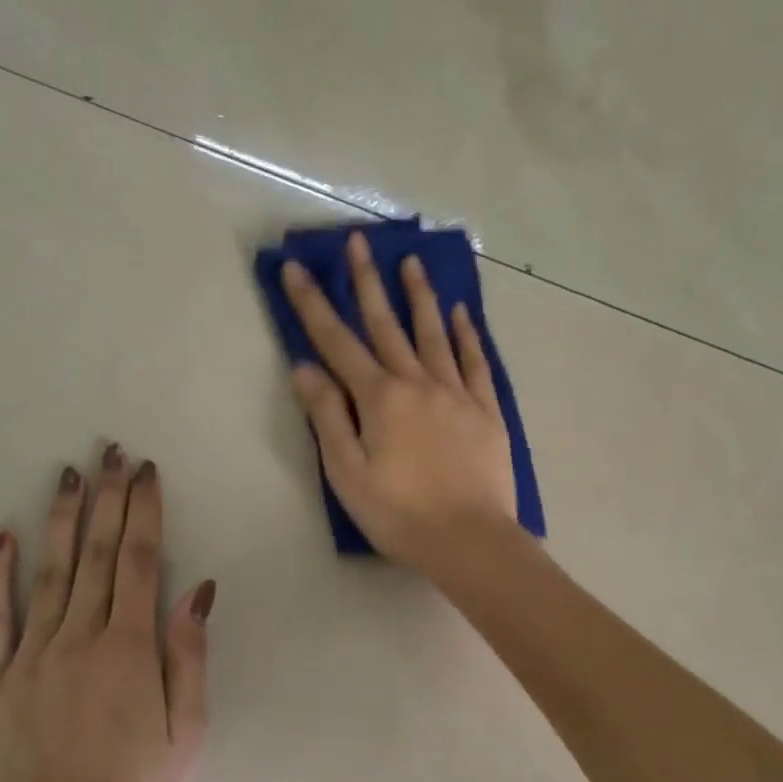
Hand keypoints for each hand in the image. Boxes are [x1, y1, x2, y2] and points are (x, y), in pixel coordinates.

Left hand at [0, 448, 215, 781]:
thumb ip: (189, 656)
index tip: (145, 473)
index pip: (139, 562)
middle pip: (95, 554)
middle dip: (106, 499)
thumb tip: (197, 590)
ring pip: (49, 572)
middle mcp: (78, 638)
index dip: (143, 512)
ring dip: (60, 519)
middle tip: (109, 452)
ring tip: (67, 474)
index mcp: (130, 648)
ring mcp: (30, 656)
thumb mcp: (188, 730)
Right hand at [282, 231, 517, 570]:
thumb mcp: (348, 474)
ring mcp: (457, 394)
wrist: (470, 540)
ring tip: (412, 262)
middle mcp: (418, 383)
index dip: (313, 305)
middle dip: (368, 282)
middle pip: (387, 325)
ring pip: (434, 334)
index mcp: (379, 399)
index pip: (338, 342)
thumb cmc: (400, 515)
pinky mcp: (486, 411)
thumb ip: (327, 417)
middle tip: (359, 241)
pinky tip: (461, 314)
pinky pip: (476, 362)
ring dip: (420, 296)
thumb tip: (305, 367)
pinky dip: (466, 335)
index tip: (296, 268)